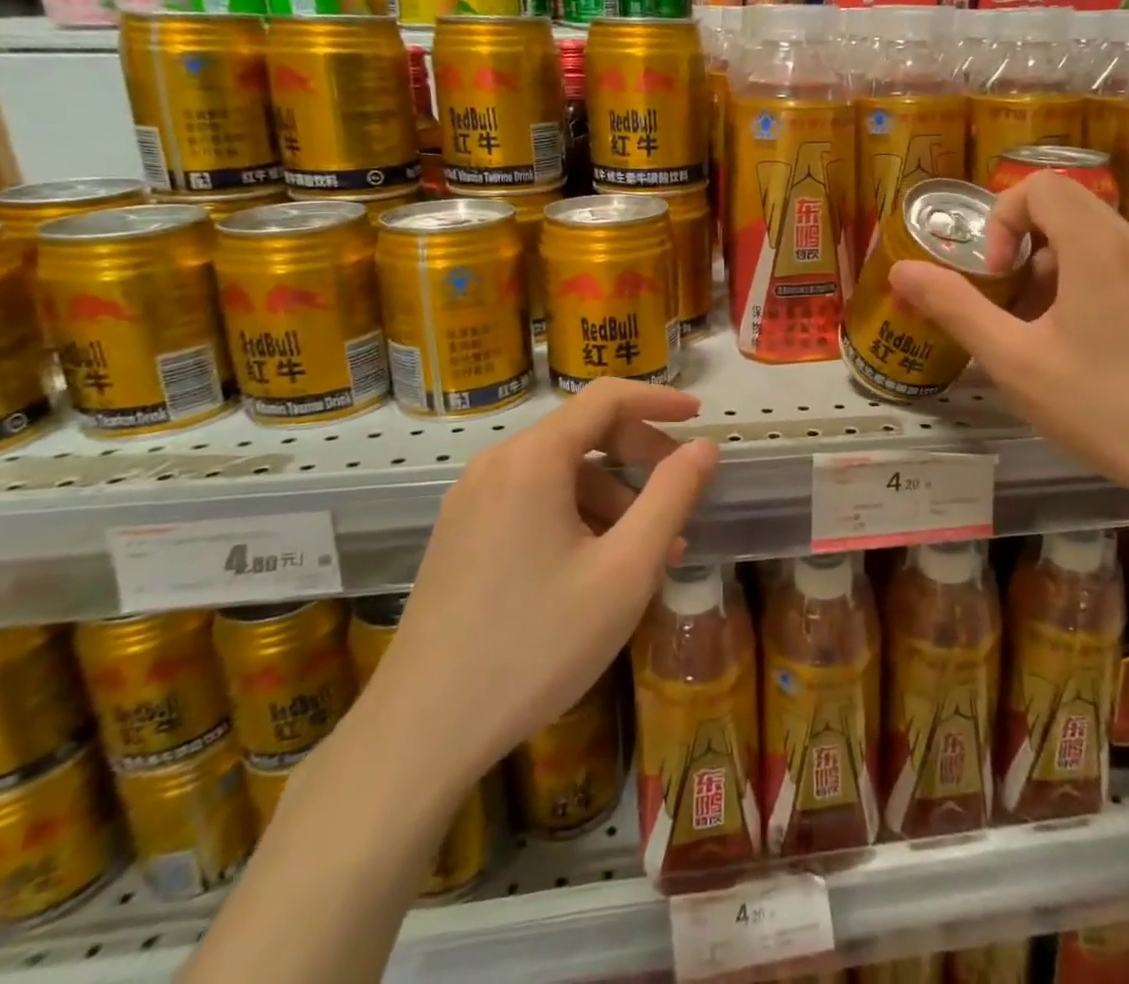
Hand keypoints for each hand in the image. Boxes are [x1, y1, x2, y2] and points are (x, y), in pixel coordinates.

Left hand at [356, 380, 717, 796]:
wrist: (422, 731)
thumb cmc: (537, 645)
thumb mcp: (625, 571)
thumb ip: (672, 498)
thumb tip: (706, 447)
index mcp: (533, 459)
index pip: (607, 398)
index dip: (658, 400)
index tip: (699, 416)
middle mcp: (496, 464)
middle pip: (583, 432)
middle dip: (640, 455)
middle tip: (681, 495)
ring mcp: (471, 499)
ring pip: (559, 472)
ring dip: (612, 495)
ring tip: (648, 552)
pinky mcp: (460, 533)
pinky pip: (532, 500)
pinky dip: (576, 514)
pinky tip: (597, 567)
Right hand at [888, 172, 1128, 510]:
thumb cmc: (1102, 406)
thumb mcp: (1013, 360)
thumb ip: (955, 307)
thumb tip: (901, 270)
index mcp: (1097, 247)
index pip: (1040, 185)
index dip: (1003, 219)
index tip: (996, 275)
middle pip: (1065, 207)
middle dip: (1022, 244)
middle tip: (1009, 301)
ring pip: (1091, 238)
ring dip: (1050, 268)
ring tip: (1039, 331)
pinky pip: (1118, 265)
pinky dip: (1083, 283)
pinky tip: (1080, 345)